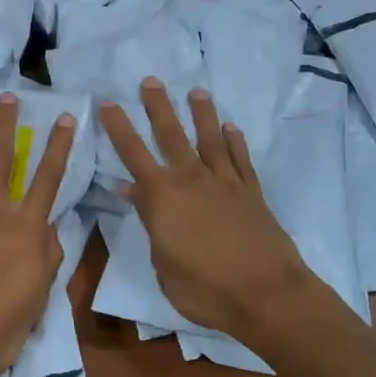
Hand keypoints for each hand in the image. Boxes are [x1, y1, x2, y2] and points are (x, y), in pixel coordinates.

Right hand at [98, 79, 340, 344]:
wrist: (268, 295)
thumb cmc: (204, 288)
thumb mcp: (162, 263)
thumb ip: (149, 222)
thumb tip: (132, 191)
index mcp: (162, 196)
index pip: (133, 153)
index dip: (118, 127)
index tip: (108, 102)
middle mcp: (192, 179)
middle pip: (172, 135)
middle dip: (158, 107)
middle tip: (150, 81)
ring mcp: (225, 184)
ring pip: (210, 140)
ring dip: (202, 115)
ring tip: (197, 92)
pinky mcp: (252, 194)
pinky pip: (241, 161)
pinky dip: (236, 143)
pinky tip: (232, 129)